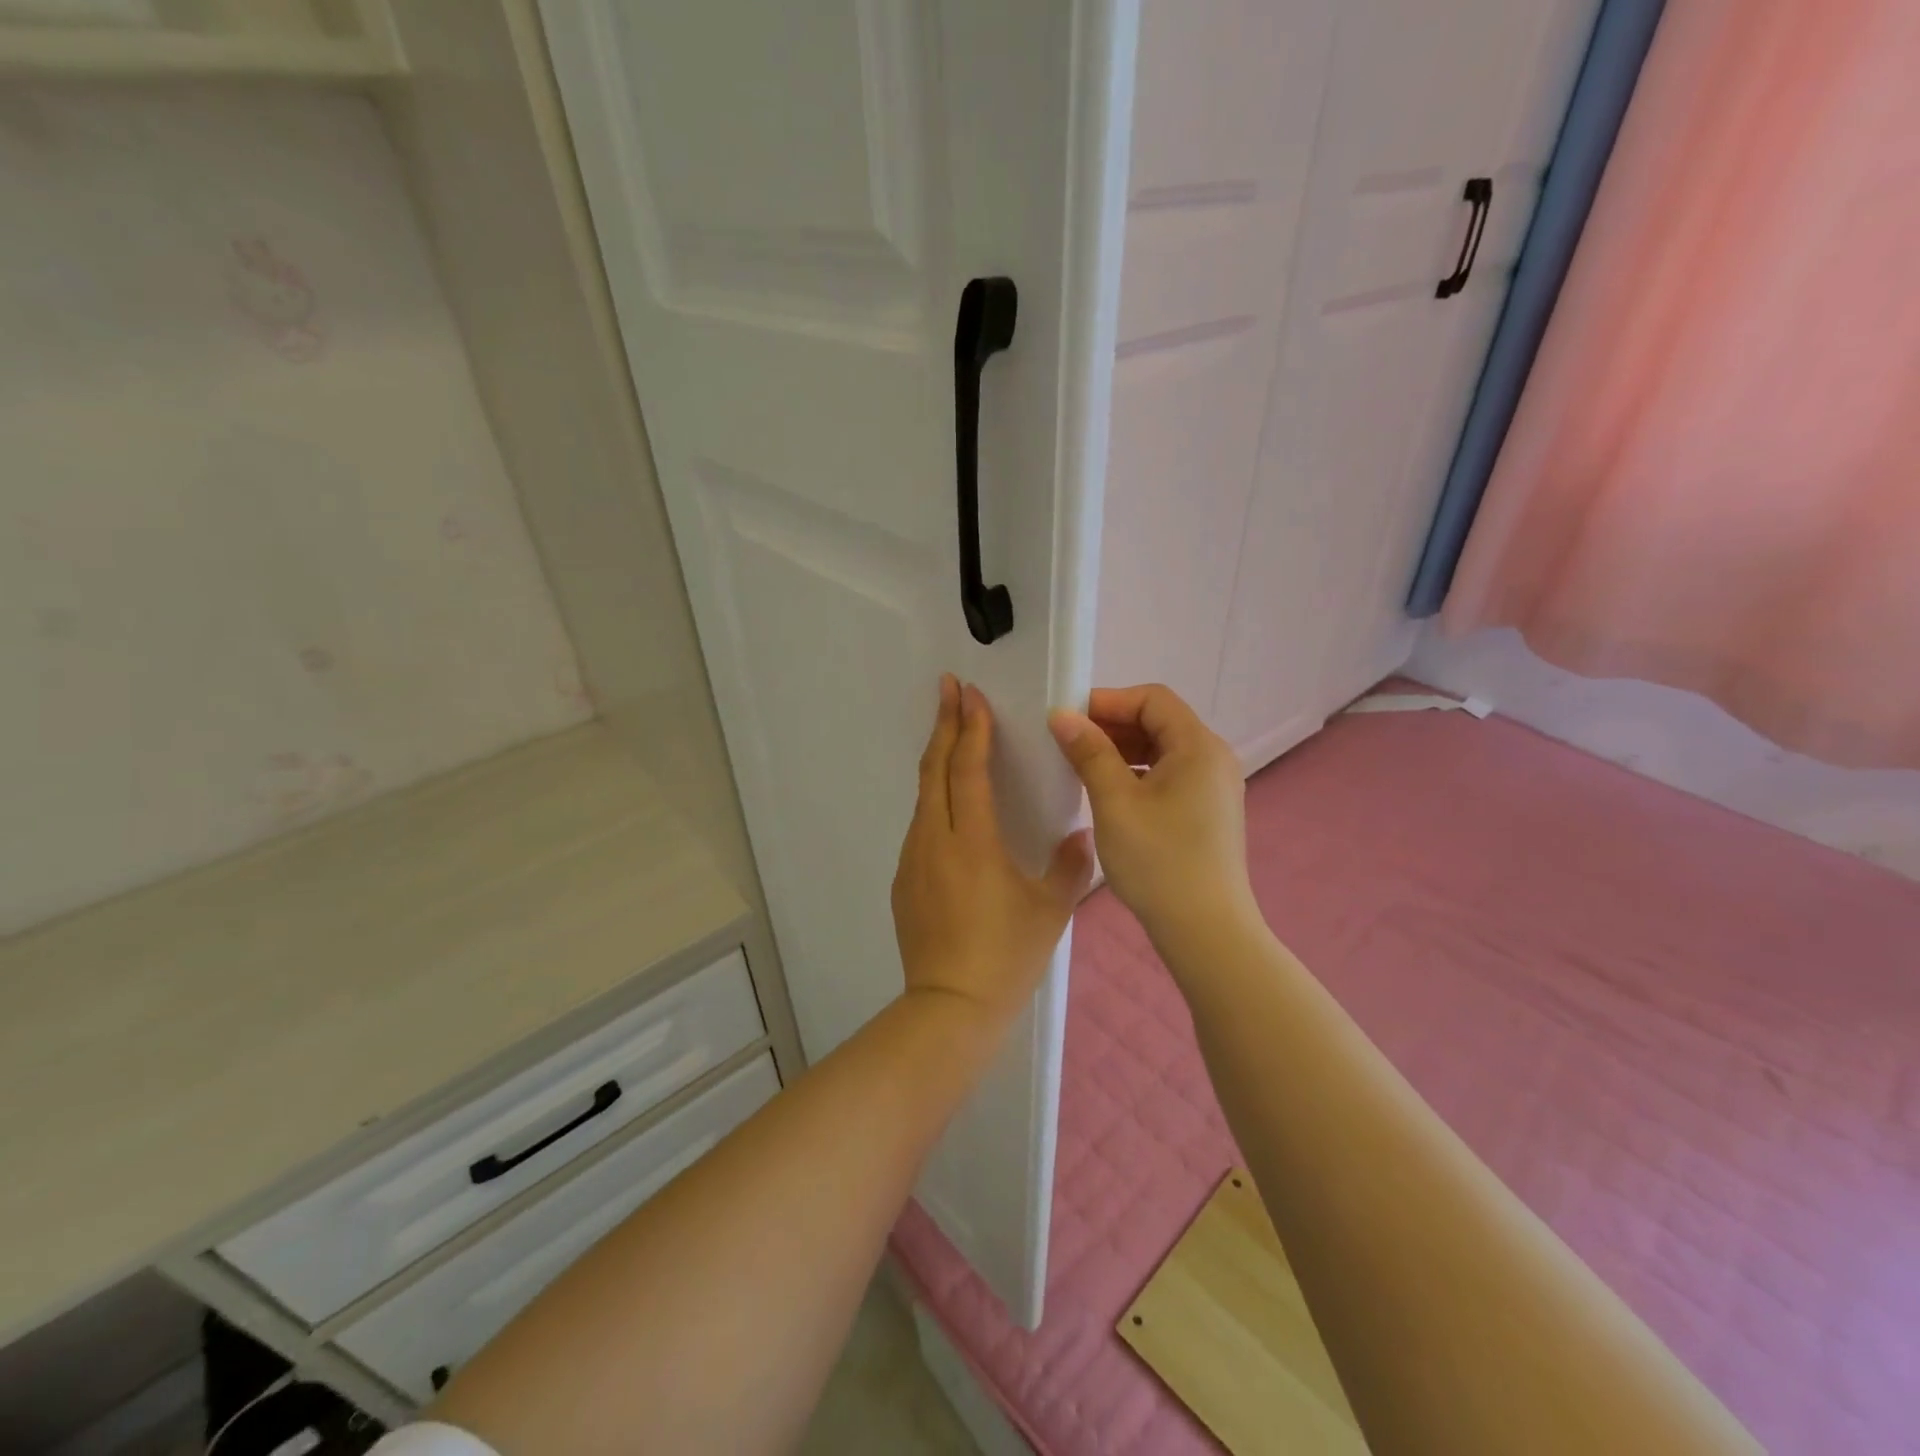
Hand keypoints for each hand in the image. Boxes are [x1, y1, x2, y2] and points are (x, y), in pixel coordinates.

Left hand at [892, 675, 1094, 1027]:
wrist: (950, 1007)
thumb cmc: (1006, 955)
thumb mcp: (1051, 909)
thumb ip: (1070, 865)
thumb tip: (1080, 835)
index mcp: (972, 841)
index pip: (968, 769)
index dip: (971, 728)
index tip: (970, 694)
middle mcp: (934, 840)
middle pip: (935, 769)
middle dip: (944, 724)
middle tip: (949, 688)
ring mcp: (913, 860)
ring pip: (923, 796)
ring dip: (937, 759)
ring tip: (951, 734)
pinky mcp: (903, 881)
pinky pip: (919, 826)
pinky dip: (933, 798)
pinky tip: (947, 804)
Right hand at [1048, 683, 1255, 943]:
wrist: (1206, 931)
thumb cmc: (1158, 861)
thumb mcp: (1115, 802)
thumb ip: (1089, 752)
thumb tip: (1062, 715)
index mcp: (1198, 746)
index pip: (1152, 698)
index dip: (1108, 700)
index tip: (1068, 718)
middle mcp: (1213, 758)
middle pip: (1160, 721)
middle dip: (1112, 725)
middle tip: (1068, 742)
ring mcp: (1214, 787)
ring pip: (1163, 750)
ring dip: (1122, 750)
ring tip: (1082, 766)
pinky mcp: (1208, 812)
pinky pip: (1170, 775)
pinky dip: (1138, 773)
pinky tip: (1109, 793)